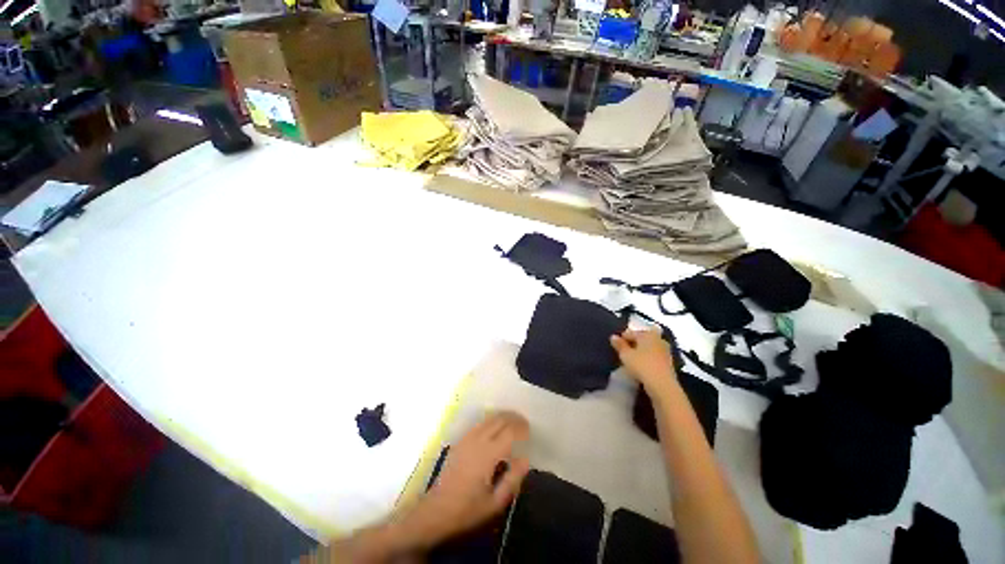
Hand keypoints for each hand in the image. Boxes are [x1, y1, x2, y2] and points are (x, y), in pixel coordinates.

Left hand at [409, 411, 530, 545]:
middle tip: (524, 423)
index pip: (509, 432)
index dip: (521, 428)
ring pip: (489, 418)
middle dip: (513, 418)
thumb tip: (525, 458)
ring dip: (502, 416)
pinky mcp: (460, 441)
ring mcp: (467, 438)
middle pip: (499, 420)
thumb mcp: (495, 503)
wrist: (436, 511)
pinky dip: (491, 420)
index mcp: (488, 455)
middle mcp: (478, 441)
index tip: (529, 430)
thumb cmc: (467, 510)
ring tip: (513, 421)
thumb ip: (512, 479)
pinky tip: (496, 426)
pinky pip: (479, 423)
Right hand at [611, 329, 677, 392]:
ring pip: (649, 347)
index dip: (622, 338)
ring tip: (632, 358)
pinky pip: (654, 355)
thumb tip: (613, 336)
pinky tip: (641, 365)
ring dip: (641, 351)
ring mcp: (665, 350)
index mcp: (647, 334)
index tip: (615, 345)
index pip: (631, 333)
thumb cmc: (641, 365)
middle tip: (623, 351)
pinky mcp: (669, 362)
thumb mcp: (625, 355)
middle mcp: (658, 339)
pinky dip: (648, 358)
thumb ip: (619, 345)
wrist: (662, 384)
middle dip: (633, 343)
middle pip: (642, 338)